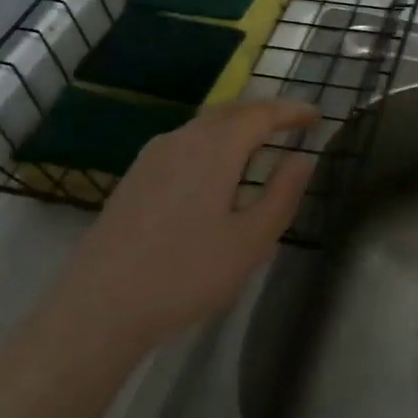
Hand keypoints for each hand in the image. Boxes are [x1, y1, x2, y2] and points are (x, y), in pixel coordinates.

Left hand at [47, 99, 319, 351]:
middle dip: (264, 113)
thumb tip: (302, 159)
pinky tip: (216, 171)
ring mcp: (152, 157)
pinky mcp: (135, 177)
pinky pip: (184, 143)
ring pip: (204, 126)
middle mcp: (181, 140)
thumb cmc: (186, 274)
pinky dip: (212, 143)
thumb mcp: (250, 242)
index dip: (291, 111)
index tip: (316, 116)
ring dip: (236, 127)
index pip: (260, 114)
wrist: (100, 306)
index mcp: (214, 148)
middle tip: (293, 124)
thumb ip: (282, 195)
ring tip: (260, 145)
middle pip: (230, 112)